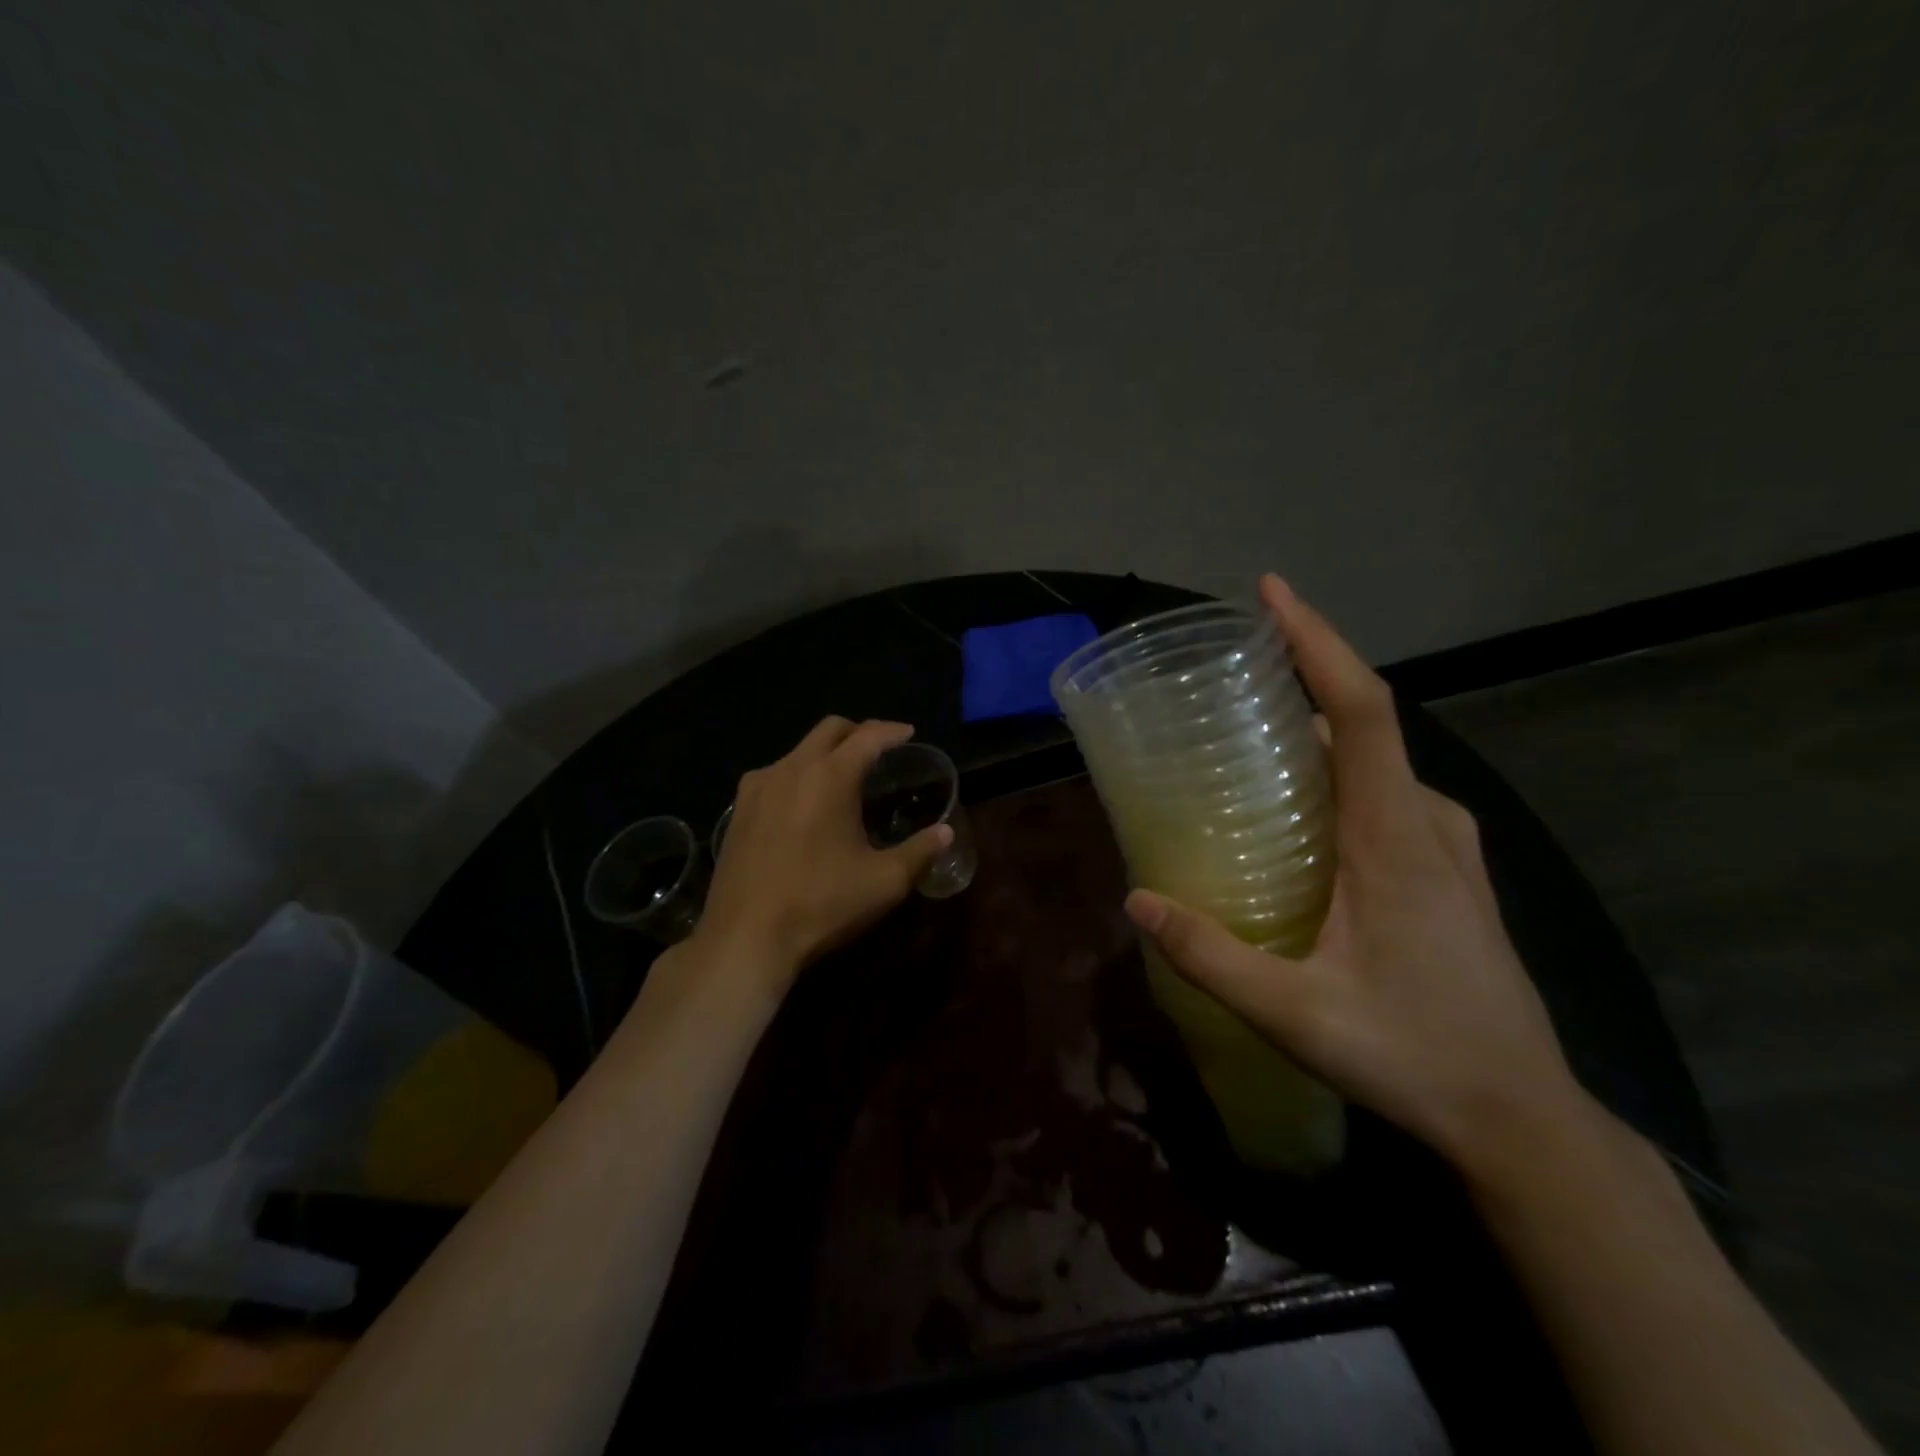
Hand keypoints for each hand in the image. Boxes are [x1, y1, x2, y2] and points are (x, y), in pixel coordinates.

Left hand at [693, 716, 953, 990]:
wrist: (744, 938)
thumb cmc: (822, 904)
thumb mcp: (884, 882)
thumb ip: (920, 852)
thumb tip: (945, 833)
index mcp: (829, 777)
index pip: (868, 736)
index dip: (892, 731)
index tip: (908, 734)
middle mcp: (791, 769)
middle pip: (829, 730)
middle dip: (858, 732)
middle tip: (879, 749)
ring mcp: (757, 788)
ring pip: (798, 751)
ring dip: (826, 754)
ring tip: (843, 780)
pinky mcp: (738, 811)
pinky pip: (774, 775)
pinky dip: (798, 776)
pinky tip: (804, 806)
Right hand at [1124, 575, 1584, 1175]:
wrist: (1521, 1117)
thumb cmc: (1414, 1055)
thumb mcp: (1296, 1012)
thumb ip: (1212, 956)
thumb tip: (1137, 902)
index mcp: (1396, 835)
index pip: (1362, 709)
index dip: (1318, 642)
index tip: (1271, 594)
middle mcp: (1428, 821)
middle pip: (1365, 722)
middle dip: (1300, 679)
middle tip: (1225, 678)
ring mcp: (1446, 844)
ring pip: (1376, 760)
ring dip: (1317, 731)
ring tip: (1246, 739)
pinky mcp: (1448, 867)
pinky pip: (1387, 792)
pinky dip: (1340, 772)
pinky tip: (1299, 809)